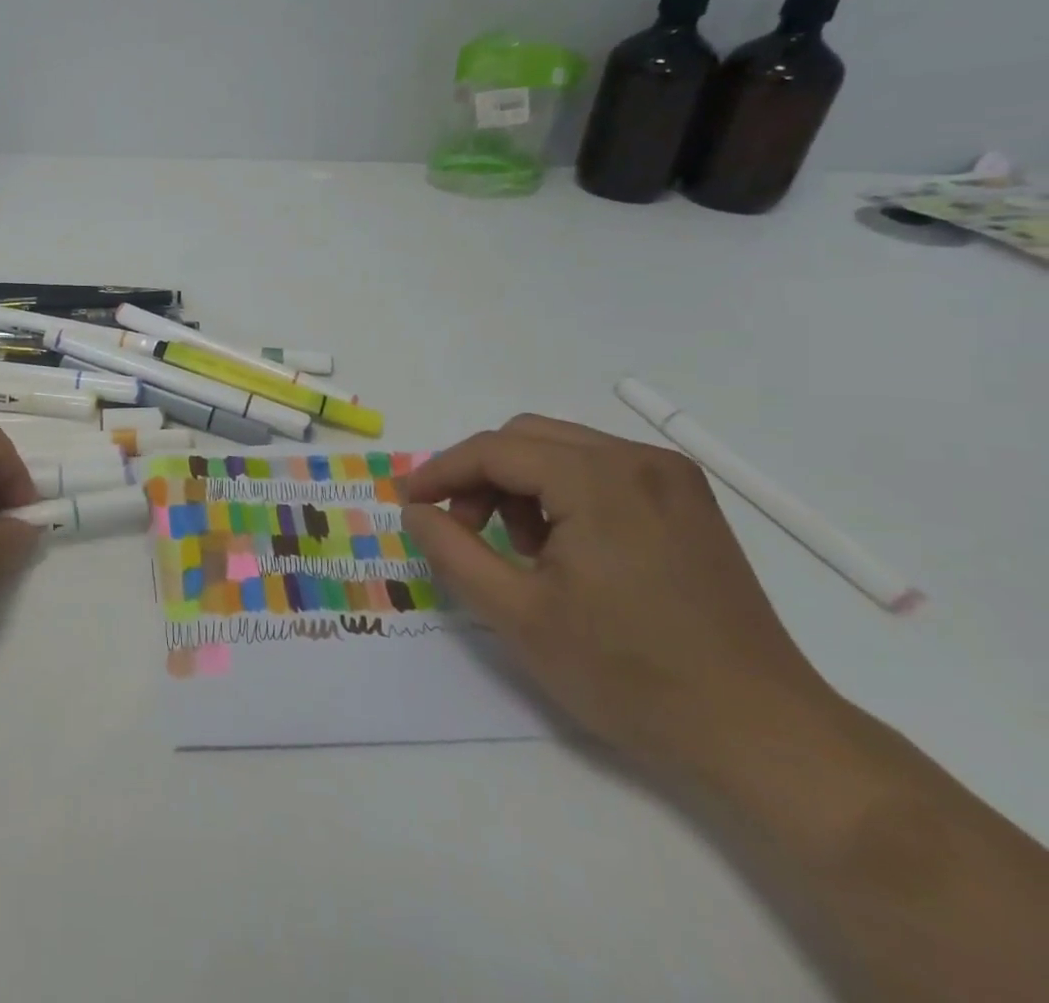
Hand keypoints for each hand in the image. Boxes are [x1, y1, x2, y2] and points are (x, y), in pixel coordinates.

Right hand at [400, 415, 834, 774]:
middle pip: (525, 438)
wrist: (764, 735)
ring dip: (519, 484)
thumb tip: (417, 511)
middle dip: (479, 476)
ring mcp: (671, 479)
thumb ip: (451, 551)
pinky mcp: (687, 502)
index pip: (494, 450)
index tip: (408, 503)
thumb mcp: (517, 614)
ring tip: (519, 548)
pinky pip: (599, 470)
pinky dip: (561, 493)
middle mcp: (638, 460)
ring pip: (561, 449)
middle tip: (462, 530)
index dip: (441, 471)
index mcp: (598, 480)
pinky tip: (565, 548)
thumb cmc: (630, 674)